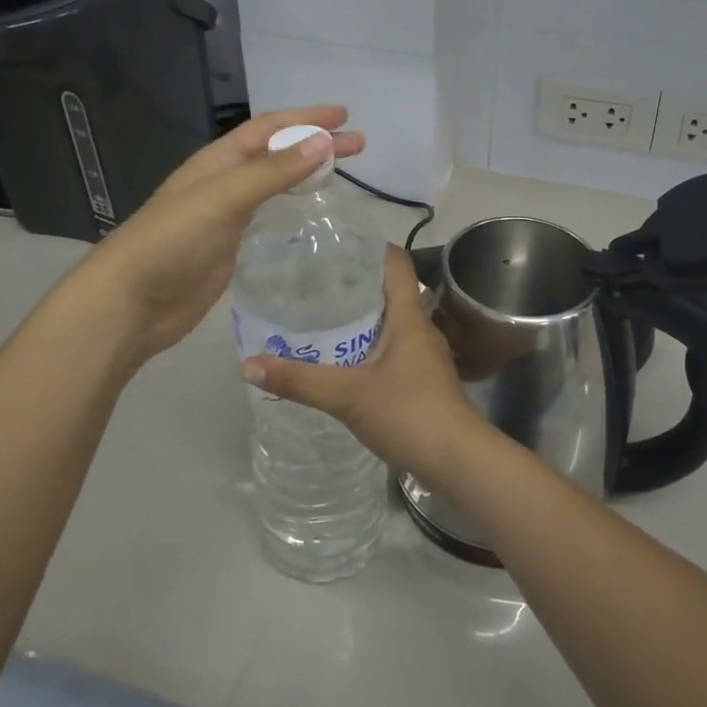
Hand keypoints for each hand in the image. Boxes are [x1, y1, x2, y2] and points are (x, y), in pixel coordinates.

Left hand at [81, 107, 363, 358]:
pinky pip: (269, 219)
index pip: (270, 128)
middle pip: (278, 154)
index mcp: (219, 161)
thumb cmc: (173, 241)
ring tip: (343, 177)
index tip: (344, 116)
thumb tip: (324, 141)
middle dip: (316, 145)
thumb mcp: (225, 198)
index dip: (306, 118)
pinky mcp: (231, 248)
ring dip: (307, 176)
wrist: (132, 302)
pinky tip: (312, 217)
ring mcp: (227, 217)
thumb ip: (274, 172)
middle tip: (359, 146)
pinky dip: (294, 211)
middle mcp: (224, 182)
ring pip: (275, 186)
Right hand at [243, 246, 489, 486]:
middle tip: (312, 281)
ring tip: (319, 315)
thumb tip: (248, 364)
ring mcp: (424, 356)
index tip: (334, 244)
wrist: (458, 461)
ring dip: (359, 317)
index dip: (369, 247)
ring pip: (389, 322)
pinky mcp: (422, 381)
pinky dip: (366, 345)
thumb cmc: (409, 414)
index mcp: (409, 317)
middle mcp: (420, 328)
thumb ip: (299, 380)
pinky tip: (341, 359)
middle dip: (353, 283)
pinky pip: (391, 349)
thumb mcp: (348, 396)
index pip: (396, 263)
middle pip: (389, 291)